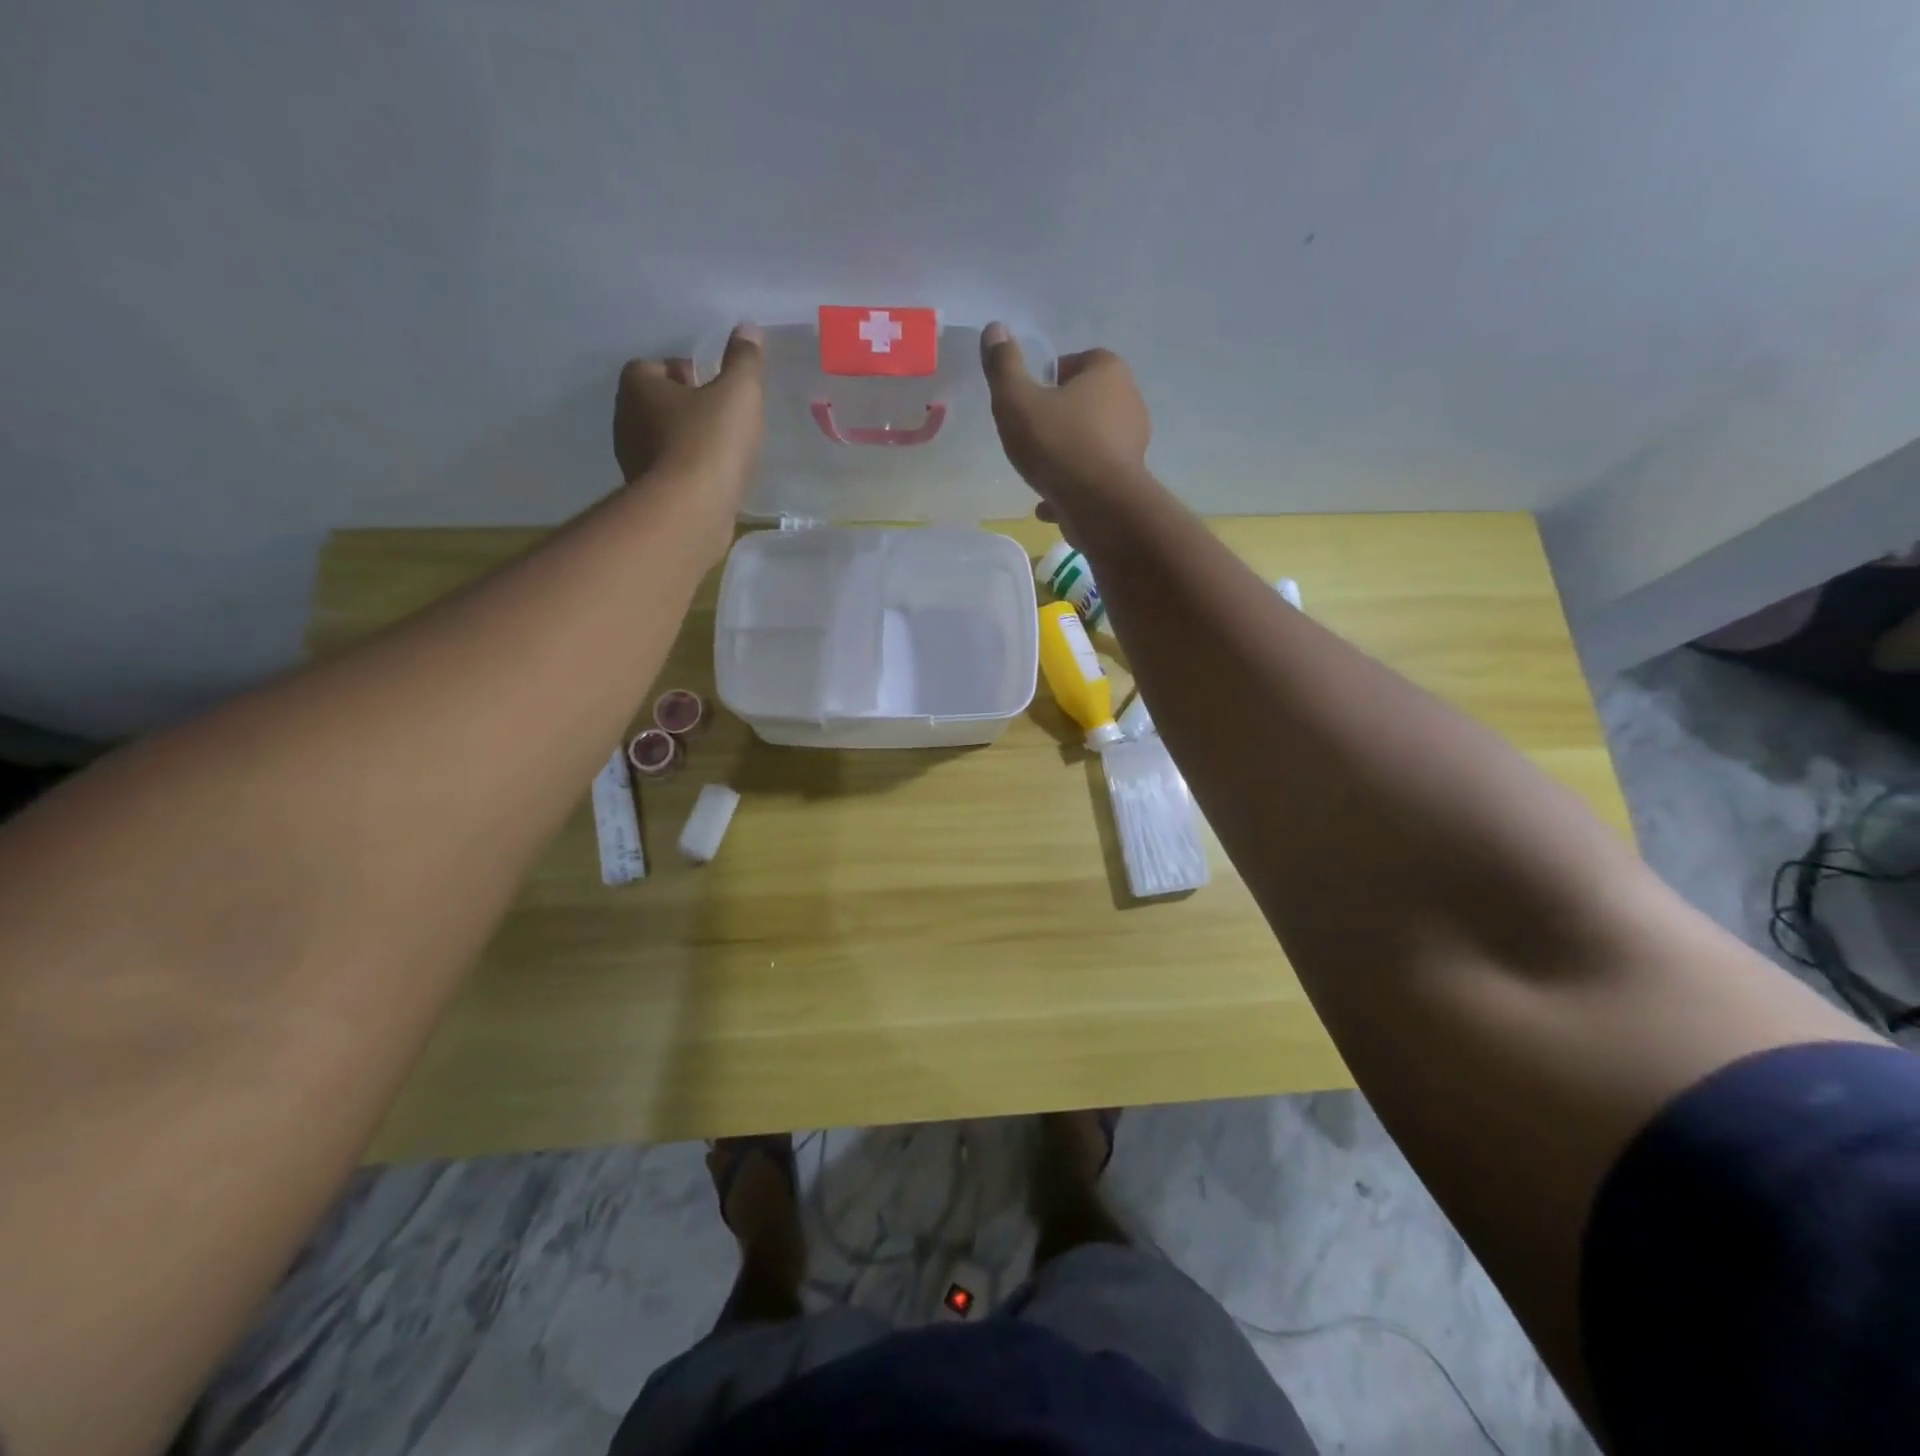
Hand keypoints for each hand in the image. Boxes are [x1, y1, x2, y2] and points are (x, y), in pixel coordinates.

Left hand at [613, 324, 765, 501]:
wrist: (690, 511)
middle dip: (683, 407)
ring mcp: (632, 461)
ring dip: (685, 442)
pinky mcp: (646, 496)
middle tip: (719, 416)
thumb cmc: (710, 442)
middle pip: (655, 404)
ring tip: (720, 452)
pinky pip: (668, 474)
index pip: (653, 367)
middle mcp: (625, 419)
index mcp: (638, 386)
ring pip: (660, 441)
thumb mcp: (739, 393)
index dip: (682, 373)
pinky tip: (713, 481)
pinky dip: (687, 473)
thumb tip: (748, 330)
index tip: (710, 384)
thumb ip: (745, 361)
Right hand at [979, 323, 1152, 540]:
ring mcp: (1133, 444)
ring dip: (1066, 455)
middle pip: (1085, 402)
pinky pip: (1093, 477)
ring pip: (1090, 442)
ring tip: (1038, 471)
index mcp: (1108, 371)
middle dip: (1059, 417)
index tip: (1028, 400)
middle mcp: (1129, 401)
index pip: (1077, 361)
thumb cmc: (1058, 445)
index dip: (1050, 378)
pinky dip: (1072, 486)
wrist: (1099, 507)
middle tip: (1030, 435)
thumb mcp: (1017, 401)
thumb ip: (1004, 366)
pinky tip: (1048, 503)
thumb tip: (994, 329)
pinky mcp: (1128, 480)